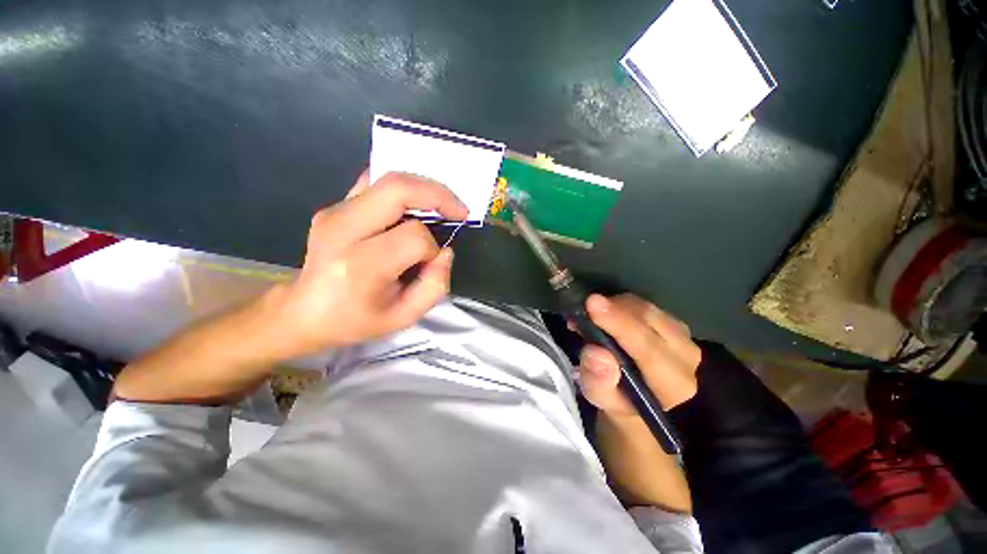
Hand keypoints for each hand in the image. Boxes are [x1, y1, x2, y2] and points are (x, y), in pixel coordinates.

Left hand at [266, 171, 467, 358]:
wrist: (304, 312)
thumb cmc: (356, 320)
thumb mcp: (404, 317)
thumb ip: (435, 286)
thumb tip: (445, 251)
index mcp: (360, 265)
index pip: (413, 237)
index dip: (433, 249)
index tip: (432, 263)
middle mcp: (343, 230)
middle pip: (398, 189)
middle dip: (438, 195)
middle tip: (459, 210)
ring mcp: (335, 212)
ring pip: (388, 178)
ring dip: (423, 188)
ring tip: (441, 206)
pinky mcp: (334, 206)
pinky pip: (374, 183)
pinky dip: (402, 188)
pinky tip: (414, 204)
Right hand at [578, 294, 700, 420]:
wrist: (643, 402)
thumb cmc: (622, 405)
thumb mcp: (604, 403)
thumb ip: (599, 383)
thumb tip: (596, 352)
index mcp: (673, 386)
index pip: (648, 348)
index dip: (619, 323)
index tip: (593, 303)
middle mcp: (687, 358)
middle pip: (650, 320)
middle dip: (615, 308)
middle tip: (584, 307)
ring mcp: (684, 338)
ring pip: (648, 309)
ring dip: (616, 306)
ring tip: (591, 314)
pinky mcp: (676, 326)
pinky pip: (646, 306)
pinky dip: (622, 305)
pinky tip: (606, 313)